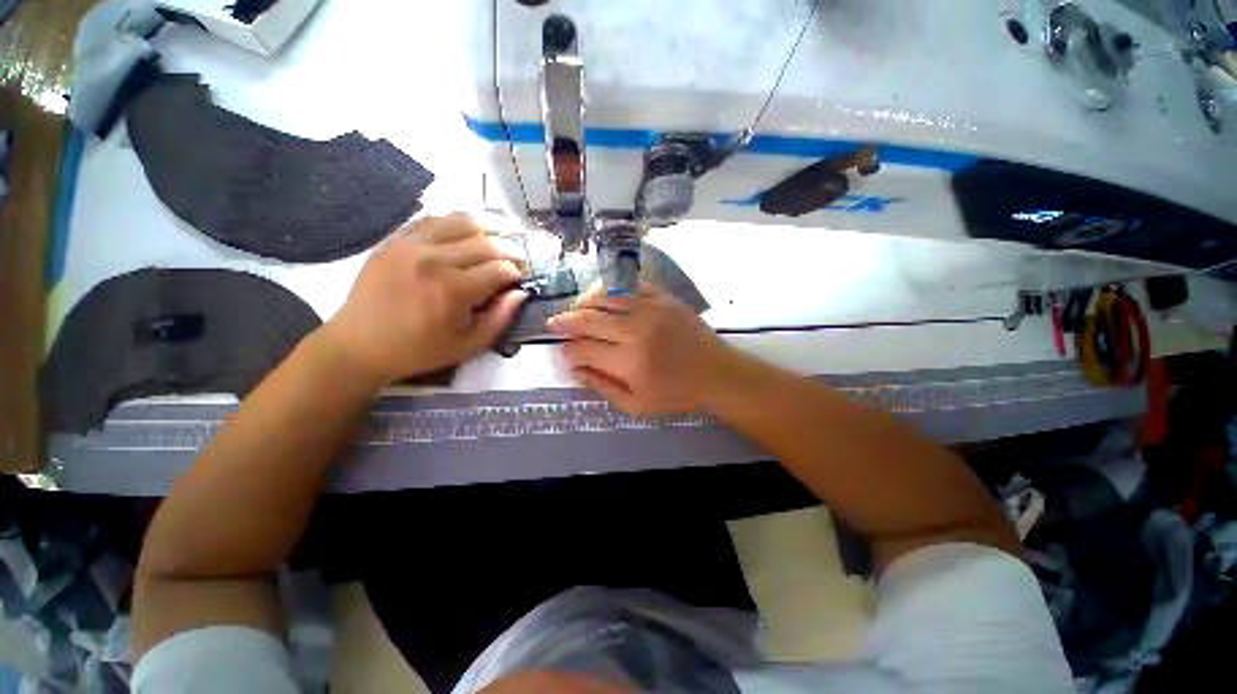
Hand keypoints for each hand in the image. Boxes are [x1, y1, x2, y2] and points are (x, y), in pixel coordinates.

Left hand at [323, 214, 526, 385]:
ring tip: (499, 240)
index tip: (523, 278)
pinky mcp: (396, 238)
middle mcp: (434, 259)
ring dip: (488, 230)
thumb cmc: (419, 350)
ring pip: (463, 221)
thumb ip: (500, 318)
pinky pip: (435, 219)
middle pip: (486, 242)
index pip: (500, 269)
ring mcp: (411, 244)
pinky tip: (467, 232)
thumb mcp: (469, 345)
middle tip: (518, 259)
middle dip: (510, 249)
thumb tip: (520, 292)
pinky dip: (457, 222)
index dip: (518, 272)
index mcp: (453, 290)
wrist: (360, 343)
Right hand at [548, 282, 730, 414]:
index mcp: (630, 361)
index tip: (562, 350)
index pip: (583, 349)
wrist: (716, 373)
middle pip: (589, 318)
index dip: (567, 349)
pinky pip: (629, 285)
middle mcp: (636, 330)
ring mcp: (651, 308)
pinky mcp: (664, 297)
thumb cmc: (676, 393)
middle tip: (555, 323)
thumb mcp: (636, 404)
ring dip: (583, 301)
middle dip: (565, 321)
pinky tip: (603, 297)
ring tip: (575, 309)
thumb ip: (602, 386)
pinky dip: (611, 289)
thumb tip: (574, 367)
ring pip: (605, 295)